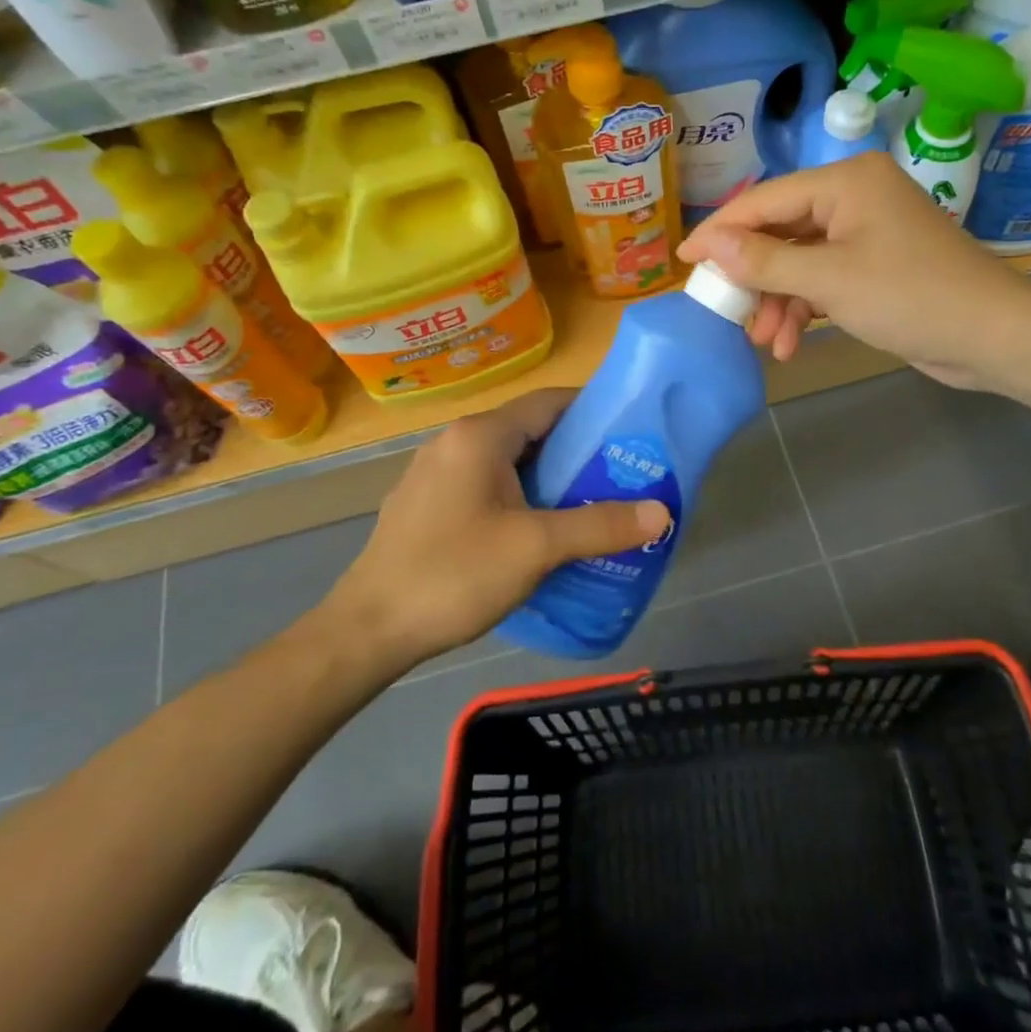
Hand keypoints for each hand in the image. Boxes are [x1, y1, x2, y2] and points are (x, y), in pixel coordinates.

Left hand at [313, 390, 671, 667]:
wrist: (368, 630)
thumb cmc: (454, 575)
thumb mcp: (536, 548)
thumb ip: (600, 526)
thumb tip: (662, 512)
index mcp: (480, 436)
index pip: (549, 401)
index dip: (593, 410)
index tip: (632, 432)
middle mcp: (455, 442)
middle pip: (530, 431)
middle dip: (577, 451)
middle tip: (621, 475)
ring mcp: (436, 473)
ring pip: (507, 461)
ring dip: (548, 477)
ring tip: (591, 503)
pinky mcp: (427, 504)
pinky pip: (485, 485)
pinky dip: (519, 496)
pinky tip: (539, 531)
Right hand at [678, 152, 1030, 391]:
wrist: (992, 336)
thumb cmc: (910, 296)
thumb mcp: (828, 279)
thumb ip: (764, 260)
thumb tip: (709, 245)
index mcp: (845, 181)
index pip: (765, 200)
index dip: (721, 231)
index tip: (685, 261)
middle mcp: (854, 197)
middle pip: (781, 231)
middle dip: (754, 277)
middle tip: (724, 310)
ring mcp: (867, 232)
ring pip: (800, 260)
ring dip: (779, 301)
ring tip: (764, 341)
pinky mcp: (875, 265)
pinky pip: (824, 278)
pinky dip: (806, 308)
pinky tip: (791, 344)